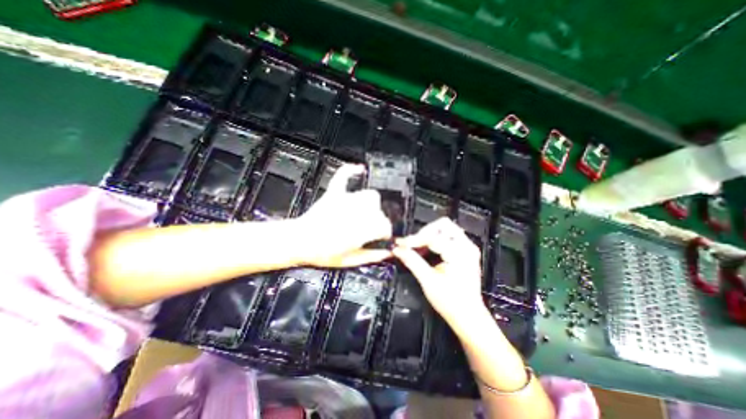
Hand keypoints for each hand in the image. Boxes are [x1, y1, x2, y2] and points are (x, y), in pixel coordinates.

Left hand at [299, 163, 392, 268]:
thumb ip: (371, 256)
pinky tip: (359, 169)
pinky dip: (352, 171)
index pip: (385, 226)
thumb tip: (386, 253)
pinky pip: (344, 176)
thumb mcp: (350, 261)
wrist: (299, 242)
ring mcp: (346, 201)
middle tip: (371, 229)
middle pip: (380, 211)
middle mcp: (358, 212)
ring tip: (366, 213)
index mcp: (362, 229)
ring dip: (371, 204)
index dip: (385, 233)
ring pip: (370, 195)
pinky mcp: (335, 194)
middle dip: (378, 220)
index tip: (382, 237)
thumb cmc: (321, 253)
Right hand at [393, 217, 487, 327]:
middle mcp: (467, 246)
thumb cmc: (450, 302)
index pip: (433, 237)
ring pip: (445, 228)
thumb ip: (412, 261)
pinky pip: (448, 236)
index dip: (414, 240)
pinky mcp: (465, 251)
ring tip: (417, 247)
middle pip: (442, 225)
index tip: (400, 244)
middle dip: (424, 233)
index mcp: (460, 253)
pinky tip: (426, 250)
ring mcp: (468, 247)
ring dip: (429, 235)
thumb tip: (397, 249)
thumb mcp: (428, 281)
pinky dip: (435, 240)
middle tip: (411, 245)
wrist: (468, 317)